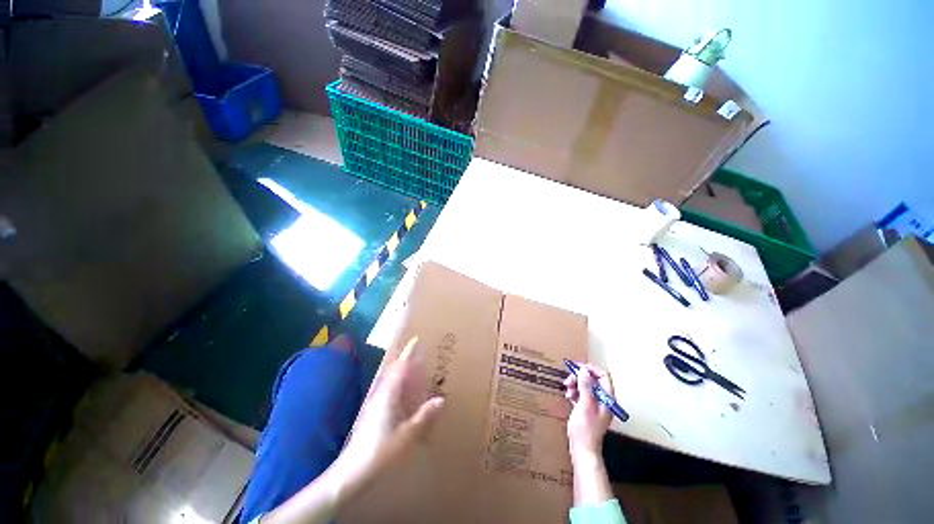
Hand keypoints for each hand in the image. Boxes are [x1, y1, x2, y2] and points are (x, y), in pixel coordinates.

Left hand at [260, 337, 445, 523]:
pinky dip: (399, 384)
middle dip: (406, 359)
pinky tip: (405, 393)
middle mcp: (381, 394)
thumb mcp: (407, 435)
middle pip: (394, 370)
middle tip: (420, 353)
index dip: (408, 353)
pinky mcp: (373, 412)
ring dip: (402, 371)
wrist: (352, 472)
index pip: (400, 367)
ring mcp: (375, 403)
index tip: (416, 339)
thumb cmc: (381, 451)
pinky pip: (389, 389)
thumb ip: (424, 416)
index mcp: (389, 394)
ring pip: (391, 380)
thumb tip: (441, 399)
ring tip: (416, 369)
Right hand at [563, 363, 613, 457]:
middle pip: (593, 380)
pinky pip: (581, 394)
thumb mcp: (585, 406)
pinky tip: (568, 396)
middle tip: (568, 380)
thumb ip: (585, 387)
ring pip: (586, 386)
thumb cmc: (585, 429)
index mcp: (606, 399)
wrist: (583, 450)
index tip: (577, 368)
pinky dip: (574, 392)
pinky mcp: (587, 409)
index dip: (590, 369)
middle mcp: (603, 400)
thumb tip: (584, 370)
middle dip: (580, 377)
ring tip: (566, 389)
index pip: (603, 376)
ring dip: (575, 384)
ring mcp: (595, 405)